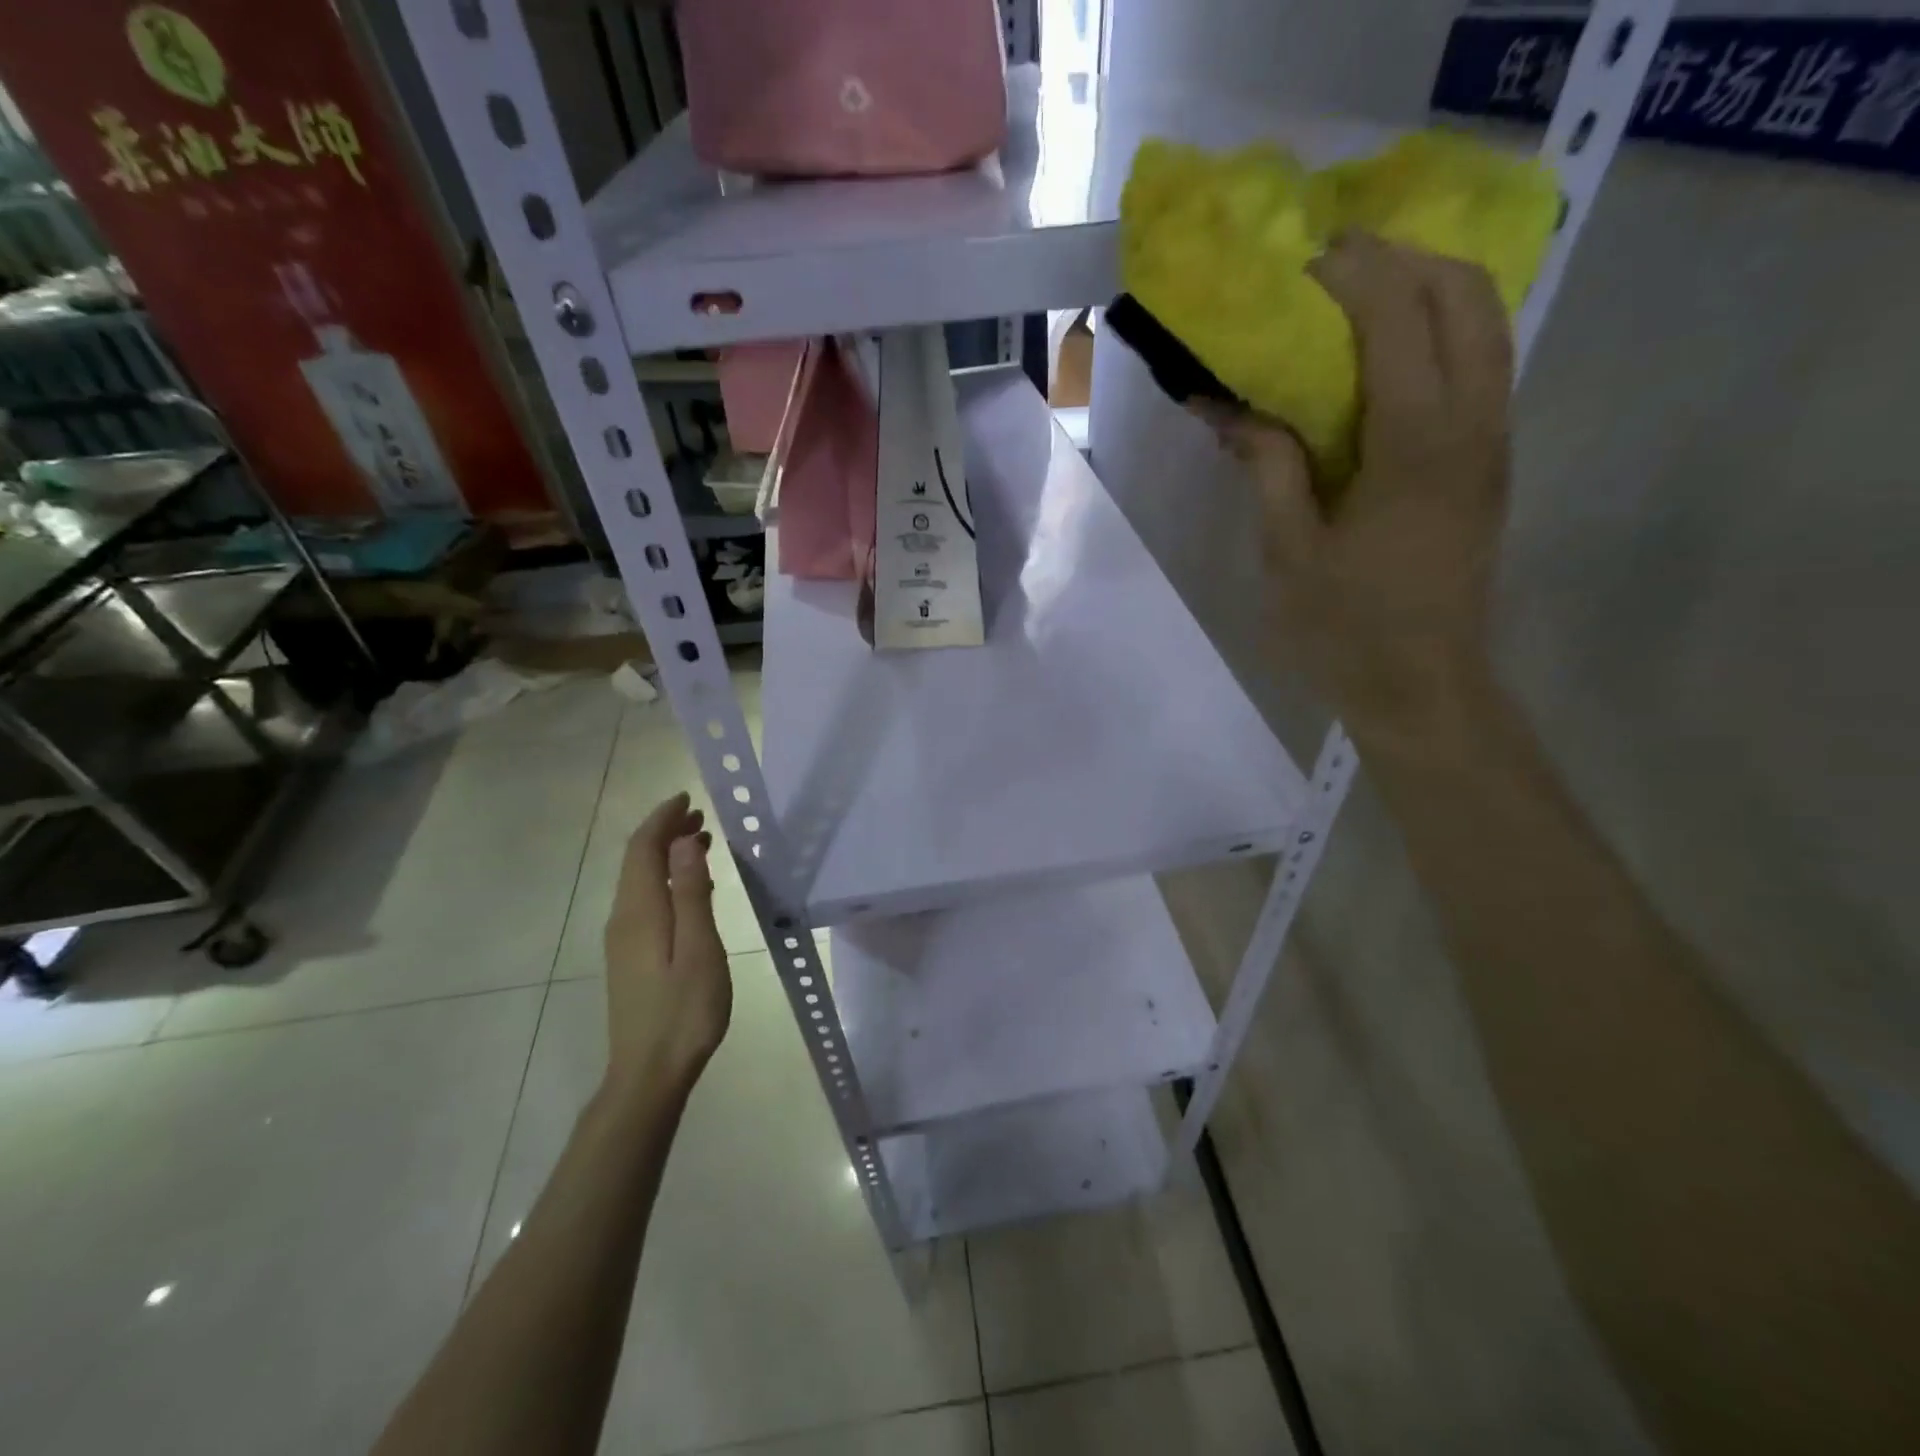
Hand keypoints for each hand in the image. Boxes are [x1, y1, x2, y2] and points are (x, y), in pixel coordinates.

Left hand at [602, 792, 731, 1097]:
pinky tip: (688, 887)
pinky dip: (664, 878)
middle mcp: (623, 918)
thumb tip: (684, 841)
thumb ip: (692, 893)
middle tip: (700, 816)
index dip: (662, 819)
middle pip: (636, 861)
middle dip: (664, 831)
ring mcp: (622, 939)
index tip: (688, 798)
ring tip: (701, 841)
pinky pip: (643, 899)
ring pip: (639, 880)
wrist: (648, 1073)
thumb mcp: (699, 949)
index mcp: (640, 911)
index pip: (643, 849)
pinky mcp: (629, 956)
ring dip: (665, 854)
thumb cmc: (684, 1011)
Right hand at [1199, 232, 1512, 752]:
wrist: (1422, 687)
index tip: (1298, 265)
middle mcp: (1475, 425)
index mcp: (1417, 446)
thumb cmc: (1345, 629)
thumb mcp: (1289, 552)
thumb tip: (1226, 407)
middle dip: (1402, 260)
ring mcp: (1494, 442)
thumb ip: (1265, 466)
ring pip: (1487, 323)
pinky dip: (1441, 331)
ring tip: (1358, 295)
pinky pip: (1483, 364)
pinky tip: (1387, 354)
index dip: (1352, 275)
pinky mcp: (1492, 463)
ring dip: (1428, 289)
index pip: (1399, 319)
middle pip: (1466, 296)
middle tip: (1331, 268)